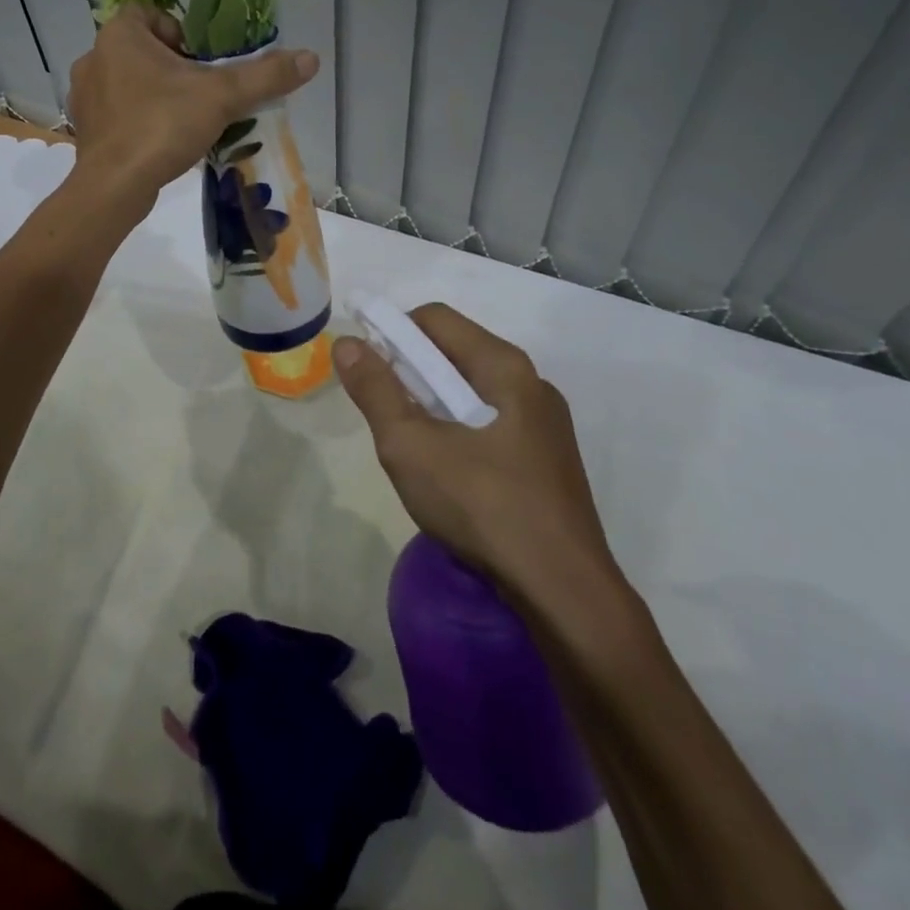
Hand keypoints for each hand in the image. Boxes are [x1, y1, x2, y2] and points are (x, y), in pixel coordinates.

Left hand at [67, 5, 317, 206]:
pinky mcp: (86, 130)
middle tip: (201, 92)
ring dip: (155, 94)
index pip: (149, 12)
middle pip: (142, 50)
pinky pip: (117, 114)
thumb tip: (310, 59)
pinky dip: (138, 122)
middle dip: (172, 67)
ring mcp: (84, 97)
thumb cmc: (162, 126)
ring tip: (183, 120)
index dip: (180, 31)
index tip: (202, 60)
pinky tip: (160, 143)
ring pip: (128, 83)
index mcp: (118, 35)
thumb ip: (264, 76)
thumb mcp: (221, 97)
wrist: (113, 186)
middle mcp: (93, 58)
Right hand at [333, 304, 621, 604]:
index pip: (435, 319)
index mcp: (504, 367)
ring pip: (473, 390)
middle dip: (411, 371)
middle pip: (456, 352)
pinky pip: (492, 422)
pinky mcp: (548, 459)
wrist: (562, 590)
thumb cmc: (482, 506)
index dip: (392, 332)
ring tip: (412, 447)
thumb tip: (347, 343)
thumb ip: (376, 390)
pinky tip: (449, 473)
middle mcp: (531, 382)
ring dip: (433, 404)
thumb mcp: (412, 446)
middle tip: (384, 414)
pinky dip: (459, 429)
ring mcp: (545, 423)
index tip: (365, 370)